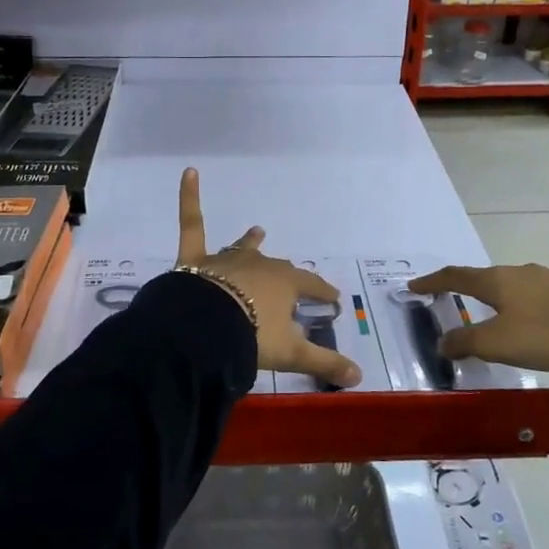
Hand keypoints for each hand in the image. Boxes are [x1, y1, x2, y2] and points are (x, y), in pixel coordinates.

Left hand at [175, 168, 361, 387]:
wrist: (205, 328)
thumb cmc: (253, 336)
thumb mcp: (292, 354)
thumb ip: (325, 363)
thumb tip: (359, 377)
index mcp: (285, 283)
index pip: (311, 285)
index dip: (323, 292)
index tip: (332, 299)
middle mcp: (259, 264)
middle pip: (277, 268)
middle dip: (286, 276)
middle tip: (292, 282)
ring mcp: (226, 259)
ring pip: (243, 248)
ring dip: (250, 242)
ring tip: (257, 231)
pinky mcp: (195, 259)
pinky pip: (192, 223)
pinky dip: (189, 197)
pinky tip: (189, 172)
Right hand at [409, 255, 548, 371]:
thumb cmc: (545, 334)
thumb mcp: (497, 344)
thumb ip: (465, 342)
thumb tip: (442, 341)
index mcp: (496, 282)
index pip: (456, 277)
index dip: (433, 282)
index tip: (414, 286)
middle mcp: (520, 272)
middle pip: (487, 276)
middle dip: (469, 285)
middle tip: (457, 297)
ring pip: (521, 277)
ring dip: (507, 286)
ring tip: (500, 297)